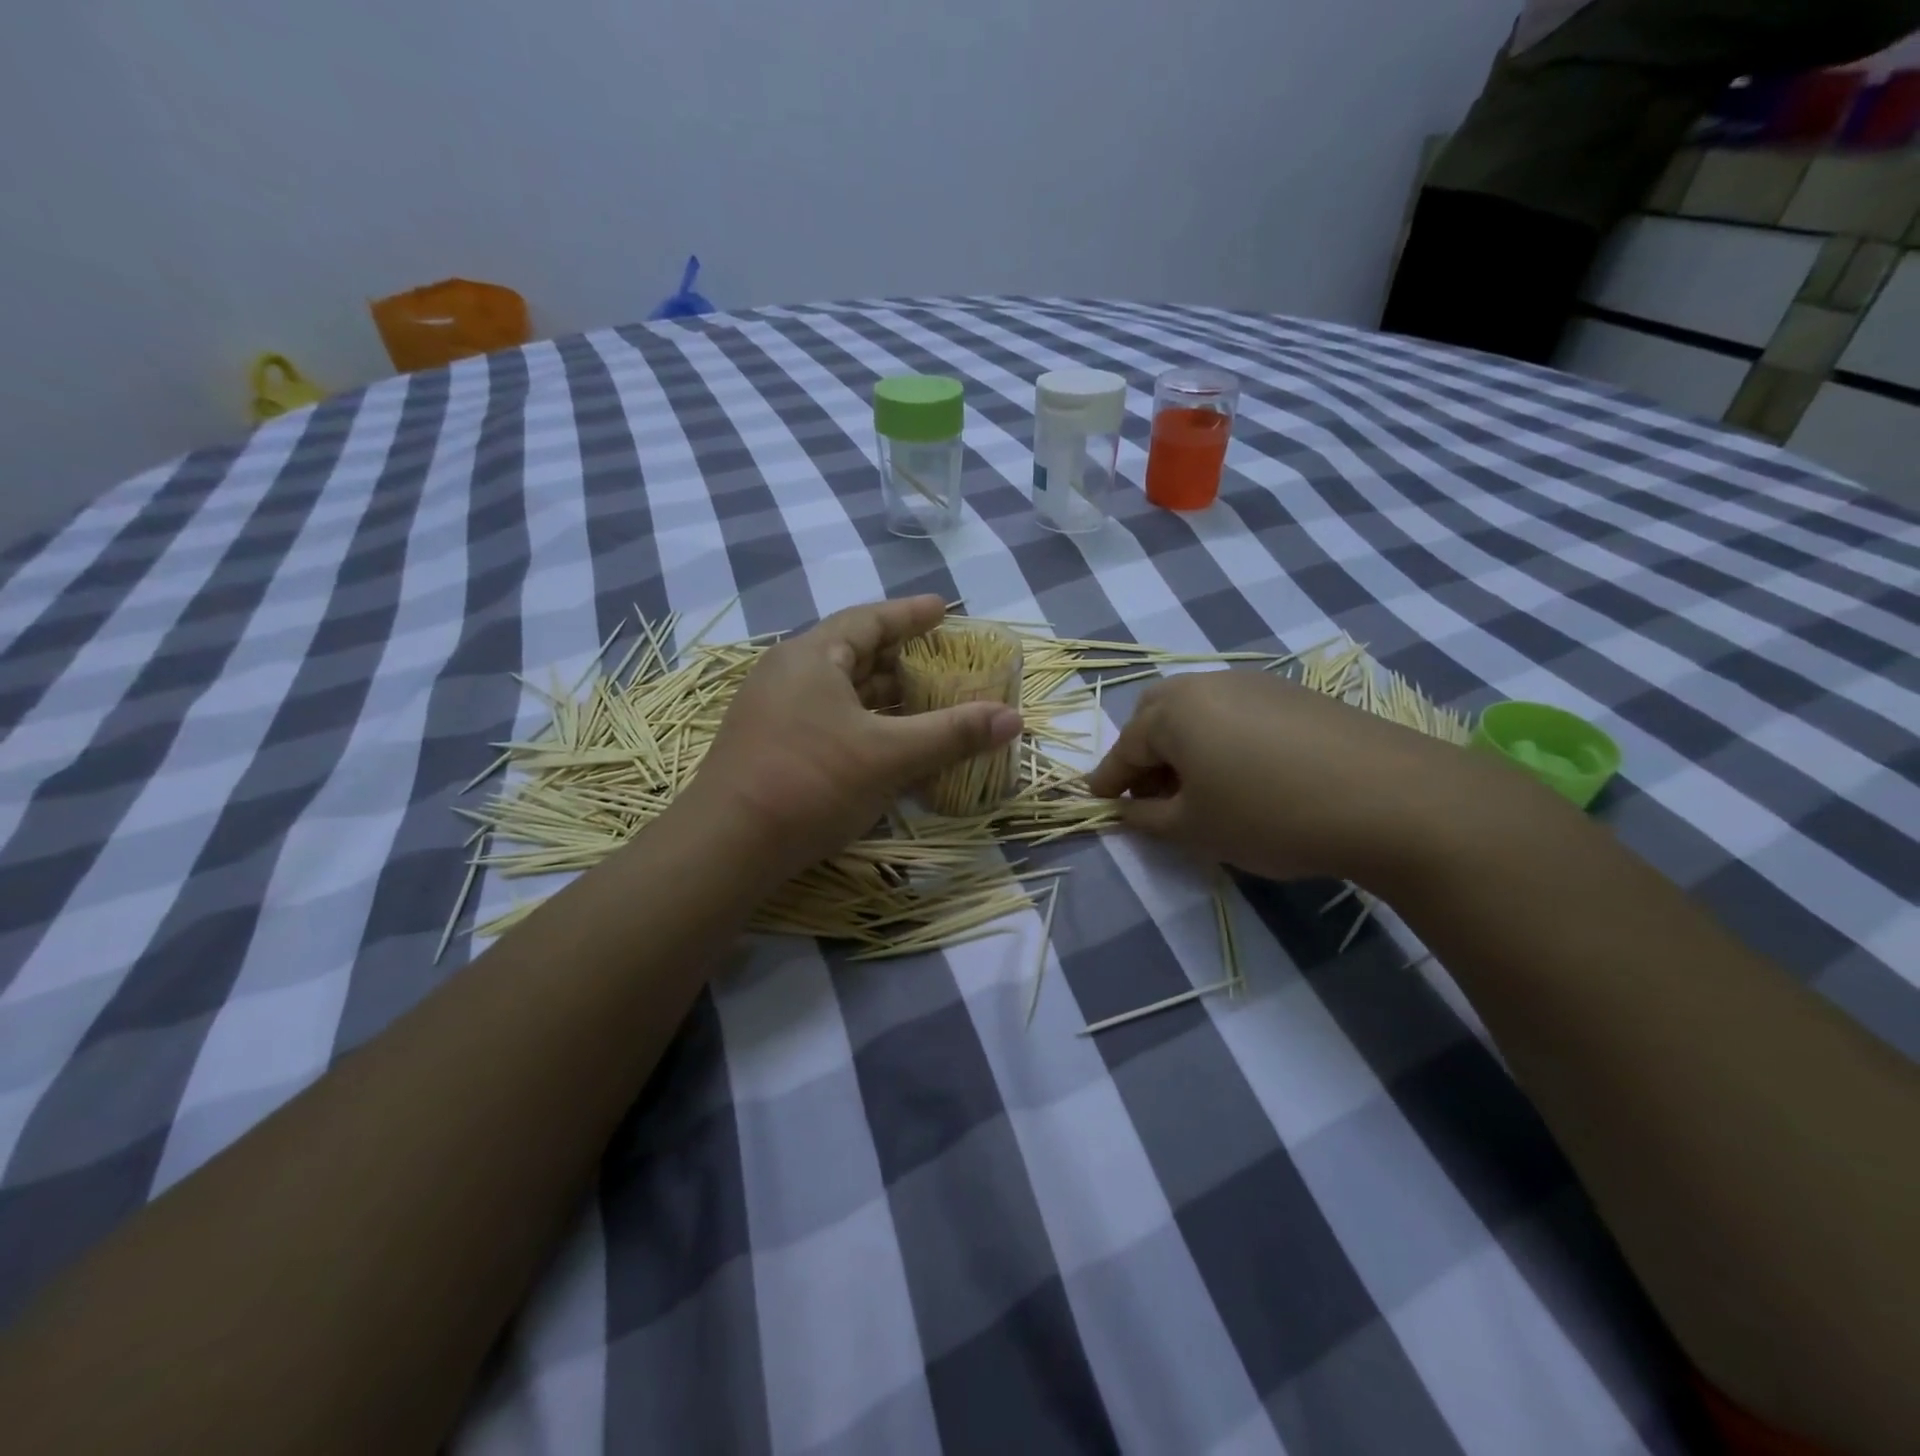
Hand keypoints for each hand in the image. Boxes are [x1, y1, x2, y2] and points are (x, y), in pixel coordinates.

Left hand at [684, 596, 1022, 885]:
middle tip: (941, 659)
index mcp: (812, 656)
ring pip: (840, 690)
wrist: (726, 846)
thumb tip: (1013, 718)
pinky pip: (827, 717)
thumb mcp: (890, 755)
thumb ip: (952, 733)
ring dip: (882, 694)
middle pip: (854, 653)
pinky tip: (886, 741)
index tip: (943, 609)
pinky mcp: (770, 744)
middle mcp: (788, 673)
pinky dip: (863, 721)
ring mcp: (774, 710)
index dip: (910, 614)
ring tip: (923, 698)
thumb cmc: (811, 782)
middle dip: (900, 656)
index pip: (869, 620)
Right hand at [1087, 668, 1521, 888]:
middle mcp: (1210, 683)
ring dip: (1185, 745)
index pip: (1124, 747)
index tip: (1097, 802)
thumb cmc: (1270, 814)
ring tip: (1200, 788)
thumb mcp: (1195, 829)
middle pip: (1158, 714)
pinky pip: (1239, 713)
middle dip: (1145, 752)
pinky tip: (1248, 775)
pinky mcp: (1298, 695)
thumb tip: (1124, 810)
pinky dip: (1224, 740)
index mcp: (1175, 710)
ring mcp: (1258, 684)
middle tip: (1152, 794)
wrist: (1392, 799)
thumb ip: (1146, 819)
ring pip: (1200, 710)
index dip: (1108, 779)